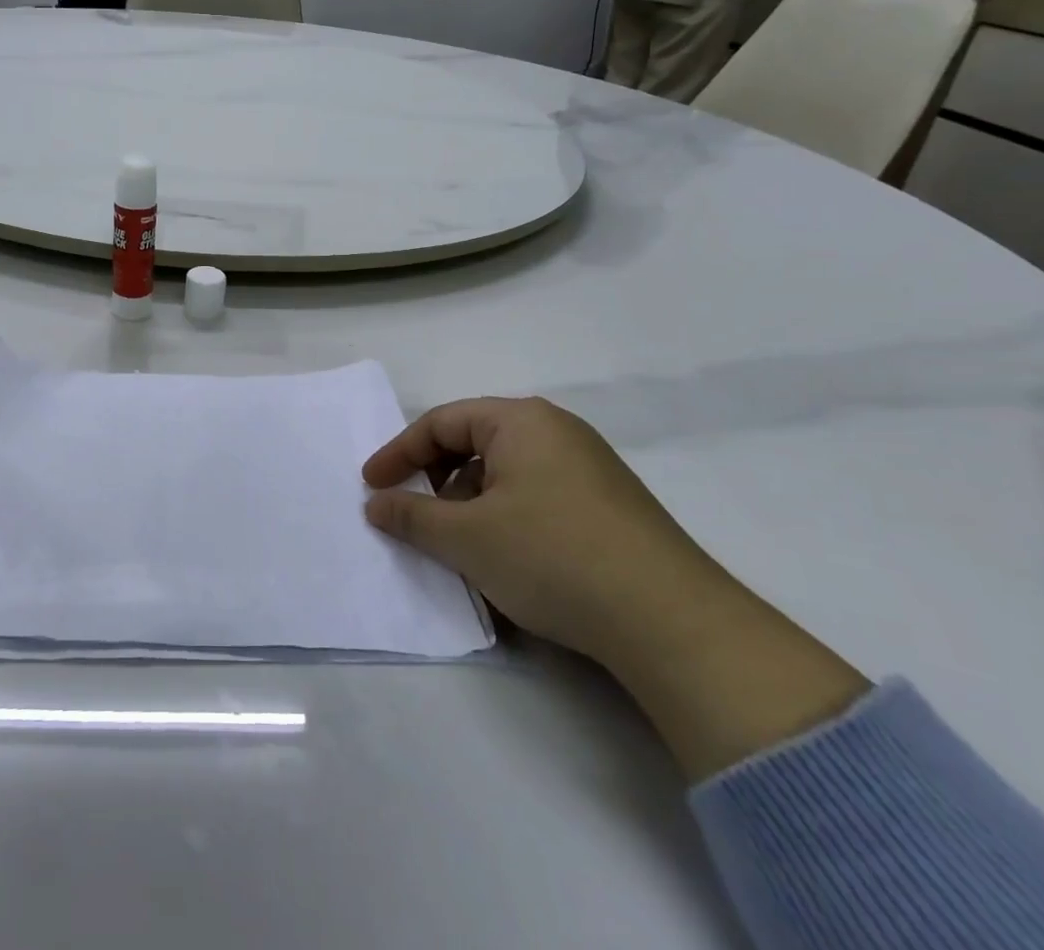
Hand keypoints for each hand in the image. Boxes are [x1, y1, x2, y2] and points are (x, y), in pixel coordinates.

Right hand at [362, 398, 723, 665]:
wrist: (672, 622)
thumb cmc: (552, 556)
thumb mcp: (466, 538)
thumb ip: (411, 516)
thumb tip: (375, 504)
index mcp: (521, 421)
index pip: (442, 422)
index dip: (399, 453)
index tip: (370, 486)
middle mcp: (557, 431)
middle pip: (474, 443)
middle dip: (436, 479)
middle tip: (415, 515)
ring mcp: (589, 468)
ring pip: (506, 473)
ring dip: (470, 503)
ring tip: (460, 546)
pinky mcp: (609, 506)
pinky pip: (536, 496)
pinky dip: (506, 518)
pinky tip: (506, 560)